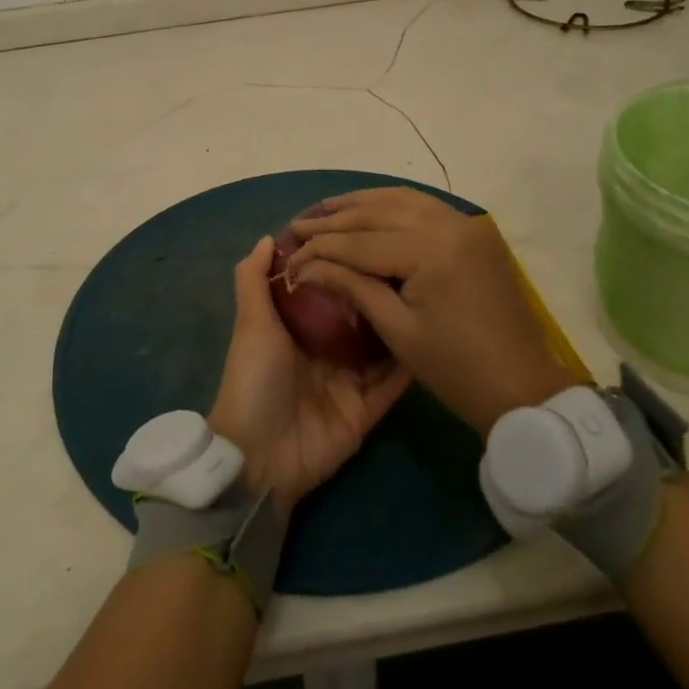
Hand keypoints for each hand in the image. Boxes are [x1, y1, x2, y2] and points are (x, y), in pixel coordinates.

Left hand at [207, 236, 410, 514]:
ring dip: (400, 321)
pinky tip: (437, 335)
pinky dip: (411, 363)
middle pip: (359, 314)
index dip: (344, 263)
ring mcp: (349, 380)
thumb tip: (269, 237)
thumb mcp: (251, 323)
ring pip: (381, 345)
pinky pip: (394, 382)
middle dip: (379, 289)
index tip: (371, 232)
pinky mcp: (368, 409)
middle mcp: (326, 349)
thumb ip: (254, 280)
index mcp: (297, 328)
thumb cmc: (254, 379)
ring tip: (431, 289)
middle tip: (413, 258)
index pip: (327, 288)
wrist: (260, 456)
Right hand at [286, 188, 577, 433]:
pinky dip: (390, 205)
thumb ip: (351, 286)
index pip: (360, 241)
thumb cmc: (455, 368)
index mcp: (431, 250)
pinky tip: (366, 210)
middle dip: (334, 219)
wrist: (523, 387)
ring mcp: (465, 223)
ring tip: (324, 211)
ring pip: (401, 199)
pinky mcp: (473, 232)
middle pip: (378, 211)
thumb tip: (306, 265)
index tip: (288, 252)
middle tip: (298, 225)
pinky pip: (423, 207)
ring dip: (360, 204)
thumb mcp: (397, 329)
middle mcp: (449, 223)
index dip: (320, 247)